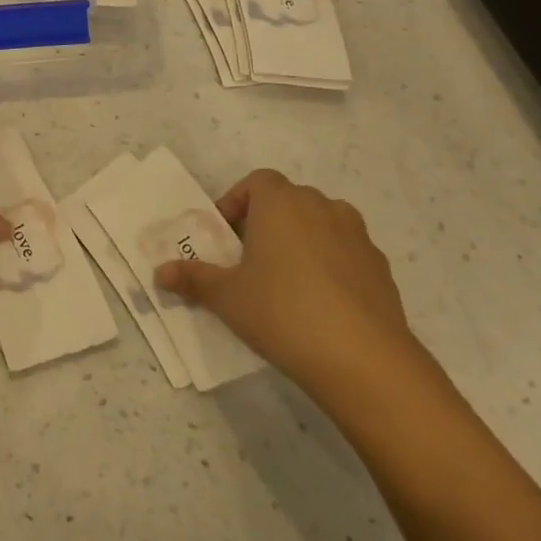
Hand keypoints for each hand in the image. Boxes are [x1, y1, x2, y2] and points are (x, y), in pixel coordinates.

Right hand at [155, 169, 420, 402]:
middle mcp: (321, 206)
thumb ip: (193, 279)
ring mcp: (357, 235)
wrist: (363, 359)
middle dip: (266, 223)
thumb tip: (160, 273)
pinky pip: (345, 253)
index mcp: (281, 202)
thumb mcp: (227, 297)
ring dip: (300, 241)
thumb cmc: (282, 312)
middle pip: (288, 201)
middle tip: (248, 261)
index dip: (237, 203)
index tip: (225, 237)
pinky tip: (320, 304)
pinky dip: (330, 265)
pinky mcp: (380, 266)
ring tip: (285, 282)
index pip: (256, 182)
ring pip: (320, 224)